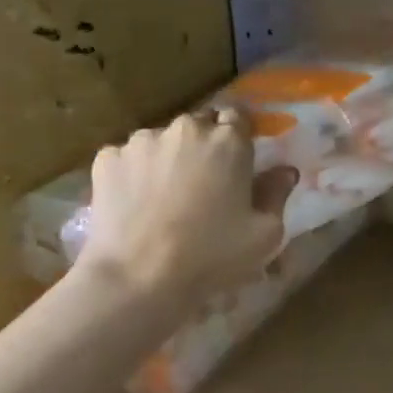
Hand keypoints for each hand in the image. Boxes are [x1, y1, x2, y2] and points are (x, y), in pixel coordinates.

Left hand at [78, 111, 296, 301]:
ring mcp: (141, 141)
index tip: (239, 163)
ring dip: (168, 159)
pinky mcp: (107, 159)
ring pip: (162, 141)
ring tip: (165, 198)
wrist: (140, 276)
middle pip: (199, 125)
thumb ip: (277, 195)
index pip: (239, 117)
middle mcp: (185, 129)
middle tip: (205, 185)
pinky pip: (128, 159)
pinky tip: (136, 205)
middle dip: (204, 147)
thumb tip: (285, 171)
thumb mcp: (265, 235)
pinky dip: (134, 174)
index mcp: (228, 141)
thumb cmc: (213, 256)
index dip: (239, 137)